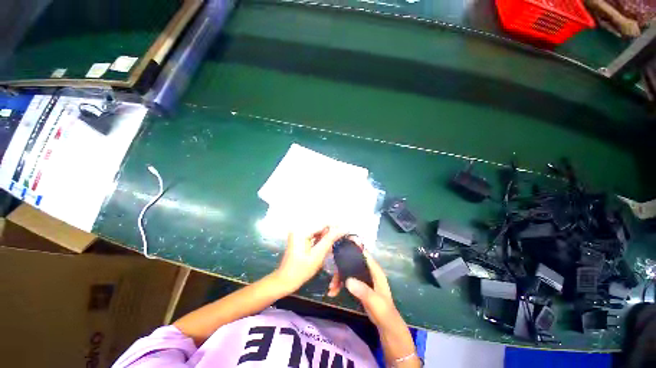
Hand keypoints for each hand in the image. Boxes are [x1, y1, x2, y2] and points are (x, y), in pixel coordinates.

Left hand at [274, 226, 344, 293]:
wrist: (285, 280)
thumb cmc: (301, 270)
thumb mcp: (317, 255)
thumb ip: (329, 240)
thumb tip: (342, 229)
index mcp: (302, 231)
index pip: (322, 224)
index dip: (335, 226)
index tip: (346, 230)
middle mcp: (299, 228)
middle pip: (320, 226)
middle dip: (330, 232)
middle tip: (341, 238)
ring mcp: (298, 232)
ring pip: (318, 230)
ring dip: (326, 236)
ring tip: (334, 242)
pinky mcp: (299, 237)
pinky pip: (313, 234)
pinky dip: (320, 239)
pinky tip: (325, 245)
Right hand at [328, 249, 418, 365]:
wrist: (387, 329)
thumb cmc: (385, 314)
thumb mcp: (376, 303)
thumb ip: (364, 292)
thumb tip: (348, 280)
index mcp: (375, 271)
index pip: (364, 255)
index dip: (353, 250)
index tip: (340, 248)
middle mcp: (368, 272)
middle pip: (352, 263)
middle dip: (341, 268)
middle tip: (332, 279)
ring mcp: (363, 280)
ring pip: (348, 272)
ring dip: (338, 278)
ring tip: (331, 289)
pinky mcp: (359, 287)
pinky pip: (347, 281)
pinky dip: (340, 284)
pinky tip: (333, 292)